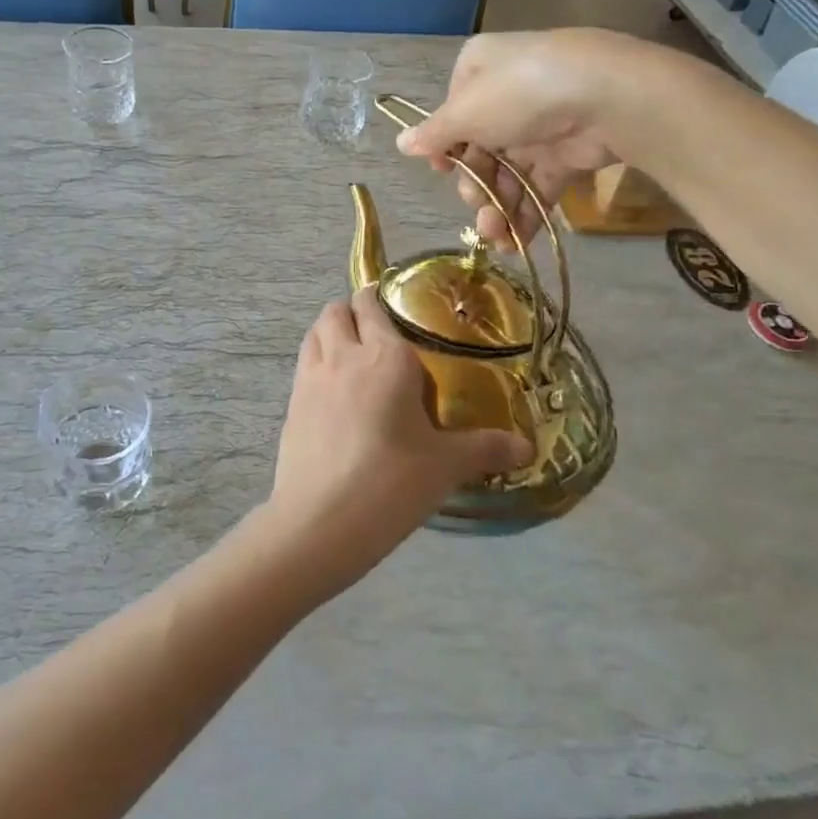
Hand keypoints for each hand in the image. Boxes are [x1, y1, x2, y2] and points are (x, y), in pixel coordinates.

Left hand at [260, 289, 532, 596]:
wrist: (322, 520)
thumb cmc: (392, 482)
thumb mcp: (446, 465)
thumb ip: (486, 449)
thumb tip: (527, 448)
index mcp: (384, 356)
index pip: (373, 305)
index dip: (379, 298)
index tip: (393, 305)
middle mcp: (343, 355)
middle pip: (336, 311)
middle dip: (352, 311)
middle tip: (375, 332)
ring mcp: (310, 378)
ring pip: (314, 333)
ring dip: (329, 332)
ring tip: (350, 354)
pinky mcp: (290, 404)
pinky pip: (303, 364)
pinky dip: (315, 361)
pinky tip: (332, 392)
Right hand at [395, 29, 639, 249]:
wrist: (609, 98)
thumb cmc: (522, 94)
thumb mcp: (465, 112)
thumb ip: (434, 134)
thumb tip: (401, 143)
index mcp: (480, 71)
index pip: (453, 112)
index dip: (445, 147)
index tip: (441, 171)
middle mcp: (508, 94)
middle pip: (479, 149)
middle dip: (474, 185)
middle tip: (474, 203)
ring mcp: (541, 124)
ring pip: (507, 172)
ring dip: (496, 207)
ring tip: (494, 237)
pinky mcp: (568, 152)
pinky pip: (538, 186)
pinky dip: (525, 213)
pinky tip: (514, 242)